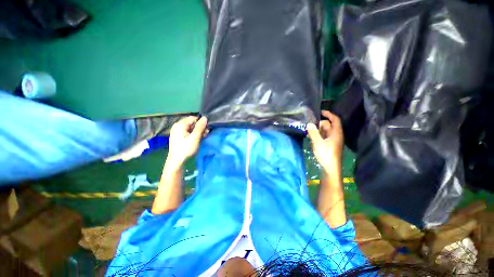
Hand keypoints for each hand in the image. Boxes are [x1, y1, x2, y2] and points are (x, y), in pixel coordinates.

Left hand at [166, 116, 207, 168]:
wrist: (177, 161)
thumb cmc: (186, 149)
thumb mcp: (195, 138)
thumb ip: (200, 127)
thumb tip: (205, 117)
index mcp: (180, 125)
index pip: (193, 118)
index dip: (201, 122)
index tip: (207, 129)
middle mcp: (178, 126)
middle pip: (192, 122)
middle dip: (200, 127)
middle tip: (206, 133)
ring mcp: (178, 131)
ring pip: (191, 127)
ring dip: (198, 131)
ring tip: (204, 136)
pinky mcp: (179, 136)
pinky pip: (188, 131)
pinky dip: (194, 134)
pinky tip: (199, 138)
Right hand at [307, 111, 343, 172]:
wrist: (330, 168)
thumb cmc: (326, 154)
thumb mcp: (318, 142)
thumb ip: (313, 132)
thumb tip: (309, 124)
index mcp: (336, 133)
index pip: (335, 119)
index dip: (329, 114)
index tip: (320, 112)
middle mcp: (335, 135)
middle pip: (328, 125)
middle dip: (319, 124)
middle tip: (309, 125)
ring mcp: (332, 141)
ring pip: (325, 132)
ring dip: (317, 130)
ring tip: (308, 132)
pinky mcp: (329, 146)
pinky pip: (323, 137)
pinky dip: (317, 135)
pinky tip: (311, 138)